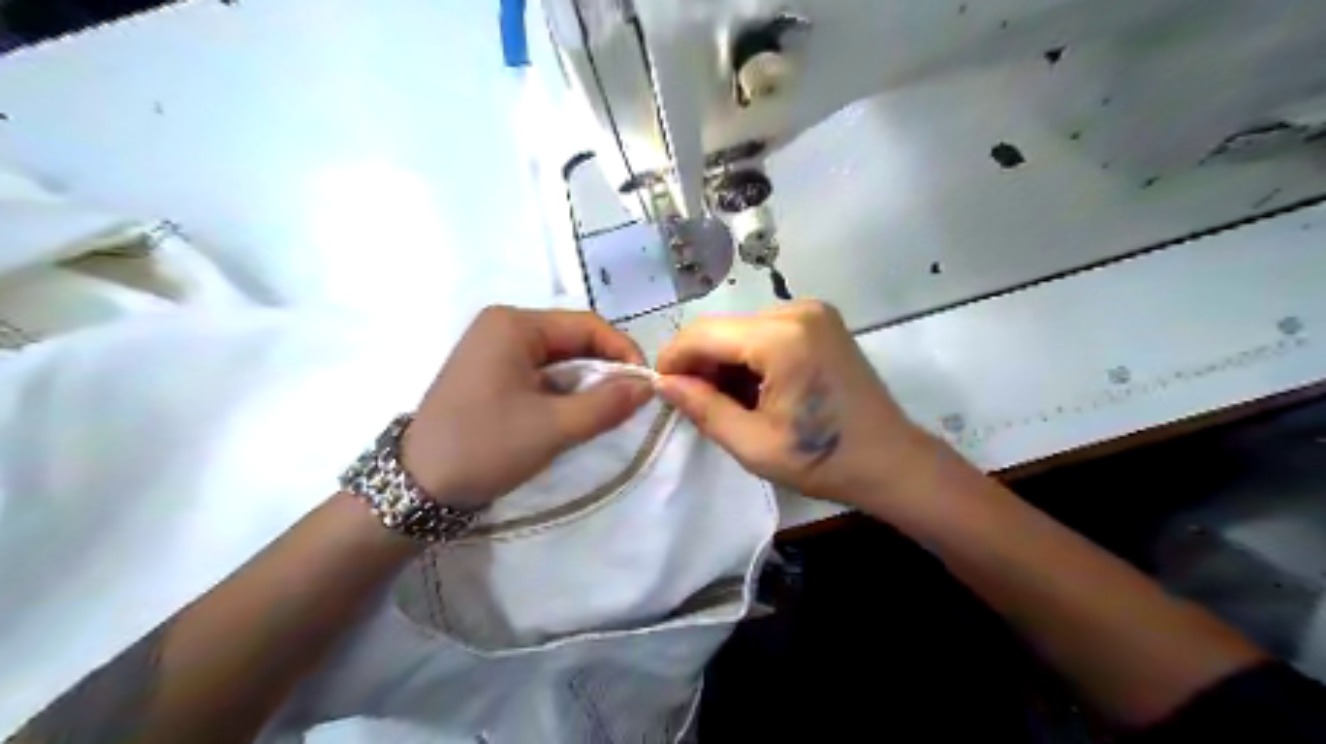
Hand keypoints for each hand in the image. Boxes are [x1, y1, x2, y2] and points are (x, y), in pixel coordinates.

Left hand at [402, 304, 652, 508]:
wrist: (417, 486)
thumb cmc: (485, 446)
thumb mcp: (553, 428)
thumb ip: (607, 404)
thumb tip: (648, 386)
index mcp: (514, 324)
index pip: (586, 326)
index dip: (623, 352)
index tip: (646, 386)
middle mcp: (504, 326)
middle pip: (573, 340)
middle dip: (604, 370)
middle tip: (629, 404)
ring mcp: (494, 349)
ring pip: (559, 358)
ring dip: (585, 384)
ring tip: (604, 413)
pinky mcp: (491, 372)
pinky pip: (541, 373)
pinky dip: (563, 392)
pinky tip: (573, 415)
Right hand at [656, 300, 929, 507]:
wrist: (890, 461)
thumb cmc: (823, 461)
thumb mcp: (753, 444)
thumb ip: (702, 408)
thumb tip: (663, 383)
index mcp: (782, 338)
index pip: (703, 334)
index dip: (674, 359)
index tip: (662, 390)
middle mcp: (796, 311)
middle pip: (722, 329)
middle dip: (700, 364)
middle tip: (696, 404)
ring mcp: (812, 312)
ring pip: (740, 330)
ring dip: (724, 362)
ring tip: (729, 402)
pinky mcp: (819, 321)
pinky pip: (764, 331)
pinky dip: (748, 357)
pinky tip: (754, 389)